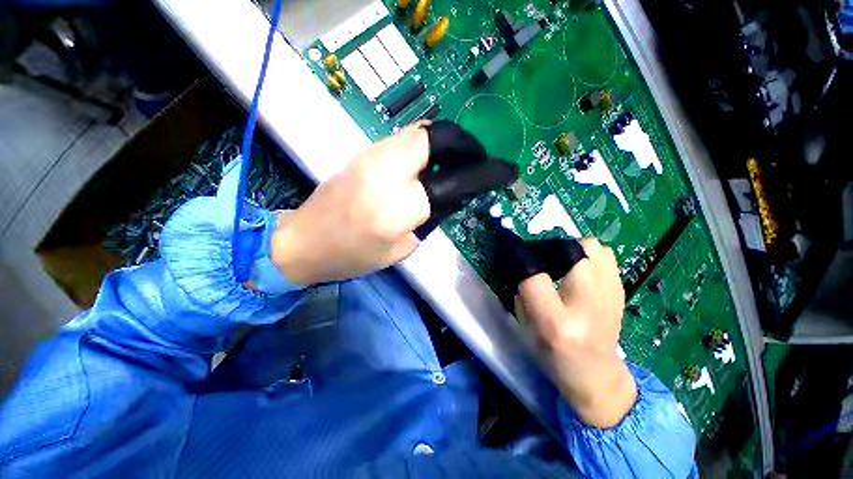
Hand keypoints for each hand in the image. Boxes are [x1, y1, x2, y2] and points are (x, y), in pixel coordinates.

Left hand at [271, 121, 517, 285]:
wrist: (303, 240)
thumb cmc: (352, 257)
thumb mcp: (401, 248)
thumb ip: (429, 218)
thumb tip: (449, 195)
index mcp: (400, 207)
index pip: (455, 181)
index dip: (486, 173)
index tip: (506, 171)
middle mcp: (387, 171)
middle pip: (437, 136)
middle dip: (465, 144)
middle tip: (476, 159)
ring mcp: (371, 155)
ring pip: (421, 132)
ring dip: (445, 144)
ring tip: (454, 162)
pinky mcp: (363, 153)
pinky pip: (403, 140)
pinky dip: (424, 147)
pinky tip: (427, 165)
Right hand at [516, 238, 635, 428]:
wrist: (596, 374)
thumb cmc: (554, 354)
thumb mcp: (527, 327)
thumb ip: (522, 292)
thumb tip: (524, 262)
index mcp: (556, 322)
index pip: (533, 276)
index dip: (521, 257)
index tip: (514, 250)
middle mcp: (586, 305)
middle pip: (571, 251)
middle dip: (551, 248)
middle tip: (543, 260)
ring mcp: (610, 295)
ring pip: (592, 248)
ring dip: (573, 249)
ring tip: (563, 263)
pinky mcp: (621, 290)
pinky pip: (604, 256)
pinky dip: (588, 255)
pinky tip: (580, 270)